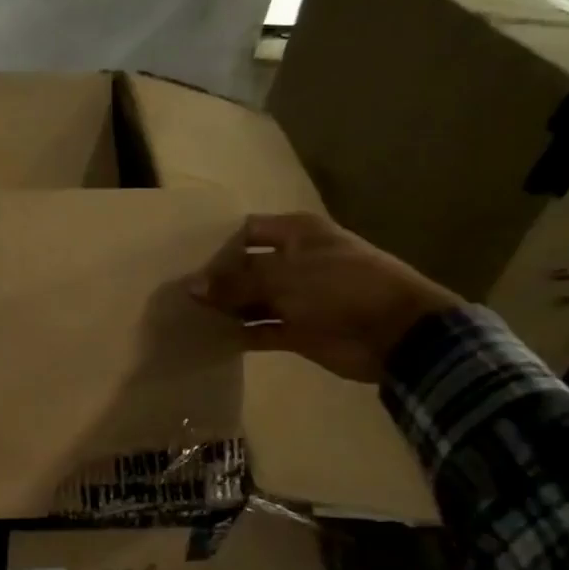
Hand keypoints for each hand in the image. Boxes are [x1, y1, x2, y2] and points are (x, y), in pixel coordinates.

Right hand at [188, 212, 459, 382]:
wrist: (395, 333)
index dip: (216, 242)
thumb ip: (235, 282)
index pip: (246, 231)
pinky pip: (260, 331)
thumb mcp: (284, 277)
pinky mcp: (297, 330)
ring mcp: (296, 297)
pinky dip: (239, 335)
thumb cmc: (340, 288)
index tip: (181, 256)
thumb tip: (191, 288)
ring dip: (225, 308)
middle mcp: (294, 261)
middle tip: (173, 289)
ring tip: (184, 314)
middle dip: (215, 278)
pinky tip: (209, 338)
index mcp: (297, 234)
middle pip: (245, 267)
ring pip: (250, 300)